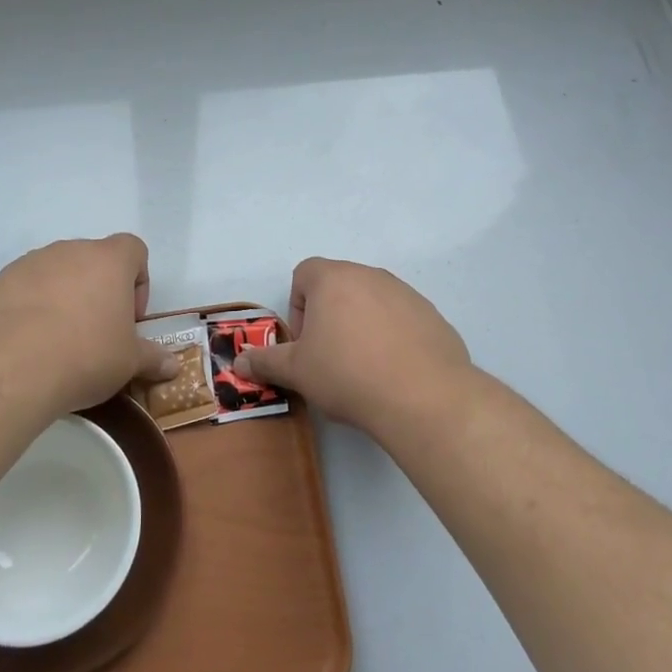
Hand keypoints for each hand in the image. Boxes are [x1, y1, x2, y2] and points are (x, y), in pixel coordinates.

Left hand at [0, 234, 178, 414]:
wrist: (9, 370)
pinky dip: (27, 311)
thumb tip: (173, 366)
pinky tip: (25, 347)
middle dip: (97, 291)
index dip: (138, 282)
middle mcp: (69, 251)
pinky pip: (20, 292)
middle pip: (92, 261)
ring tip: (57, 342)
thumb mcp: (129, 363)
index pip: (134, 249)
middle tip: (96, 333)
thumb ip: (152, 358)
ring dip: (61, 298)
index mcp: (108, 260)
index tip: (130, 318)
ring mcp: (27, 264)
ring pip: (54, 274)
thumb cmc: (85, 356)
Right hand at [232, 257, 471, 429]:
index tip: (305, 342)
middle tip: (330, 358)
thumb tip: (238, 364)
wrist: (423, 396)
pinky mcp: (433, 316)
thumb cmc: (347, 374)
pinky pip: (402, 320)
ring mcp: (406, 293)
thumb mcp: (297, 372)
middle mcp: (370, 275)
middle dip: (329, 318)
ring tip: (365, 369)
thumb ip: (266, 363)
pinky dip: (394, 338)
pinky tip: (395, 373)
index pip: (304, 274)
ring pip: (372, 302)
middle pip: (339, 287)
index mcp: (334, 279)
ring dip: (362, 326)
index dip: (298, 307)